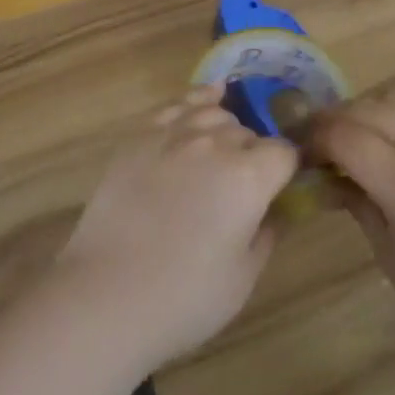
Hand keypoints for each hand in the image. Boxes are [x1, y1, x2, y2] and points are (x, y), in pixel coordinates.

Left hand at [52, 84, 297, 370]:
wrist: (108, 292)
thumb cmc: (185, 297)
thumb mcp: (243, 277)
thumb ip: (267, 233)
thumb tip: (275, 209)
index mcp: (249, 177)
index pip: (284, 153)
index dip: (286, 171)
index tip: (280, 190)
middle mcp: (216, 143)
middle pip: (248, 133)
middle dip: (253, 154)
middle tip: (242, 189)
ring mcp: (175, 132)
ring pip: (215, 112)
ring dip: (225, 130)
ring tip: (220, 154)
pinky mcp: (142, 133)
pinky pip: (178, 103)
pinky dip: (198, 98)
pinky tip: (208, 96)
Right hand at [314, 96, 394, 375]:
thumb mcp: (393, 259)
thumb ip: (357, 205)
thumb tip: (329, 177)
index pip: (342, 135)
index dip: (314, 138)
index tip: (301, 152)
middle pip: (367, 109)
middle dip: (336, 120)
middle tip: (321, 142)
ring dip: (369, 113)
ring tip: (359, 138)